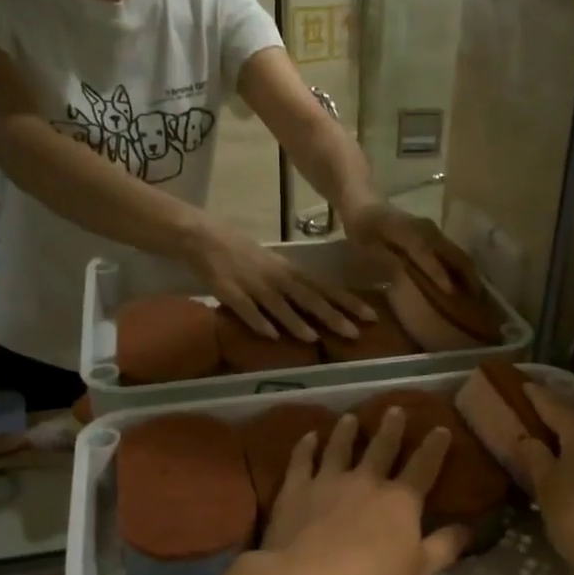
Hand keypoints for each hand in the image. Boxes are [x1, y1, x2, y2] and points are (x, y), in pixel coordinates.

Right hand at [183, 218, 375, 340]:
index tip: (371, 316)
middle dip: (332, 316)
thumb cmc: (242, 251)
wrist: (202, 236)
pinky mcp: (229, 292)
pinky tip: (270, 336)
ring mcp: (253, 284)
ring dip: (296, 322)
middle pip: (309, 298)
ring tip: (315, 338)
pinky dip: (259, 321)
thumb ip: (295, 284)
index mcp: (289, 270)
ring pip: (279, 305)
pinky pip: (246, 309)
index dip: (348, 302)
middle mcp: (276, 277)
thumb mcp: (274, 265)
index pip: (325, 288)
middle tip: (354, 333)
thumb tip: (320, 303)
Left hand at [262, 409, 468, 574]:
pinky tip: (308, 437)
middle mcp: (366, 481)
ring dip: (346, 432)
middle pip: (381, 449)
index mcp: (400, 500)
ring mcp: (328, 481)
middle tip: (394, 409)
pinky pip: (302, 461)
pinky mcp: (296, 490)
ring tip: (350, 418)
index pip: (423, 467)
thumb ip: (445, 547)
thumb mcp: (419, 571)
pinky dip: (305, 447)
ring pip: (339, 448)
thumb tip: (469, 528)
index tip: (440, 429)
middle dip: (391, 429)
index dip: (434, 448)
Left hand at [342, 202, 481, 296]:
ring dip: (468, 274)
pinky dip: (462, 268)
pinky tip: (466, 285)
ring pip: (457, 253)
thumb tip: (400, 277)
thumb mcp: (364, 247)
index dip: (437, 272)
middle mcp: (426, 229)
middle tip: (477, 303)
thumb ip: (381, 260)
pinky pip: (453, 253)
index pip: (425, 252)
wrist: (365, 203)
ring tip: (477, 298)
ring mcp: (434, 231)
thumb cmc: (362, 230)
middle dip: (467, 277)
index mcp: (407, 231)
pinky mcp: (436, 235)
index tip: (451, 292)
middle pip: (453, 253)